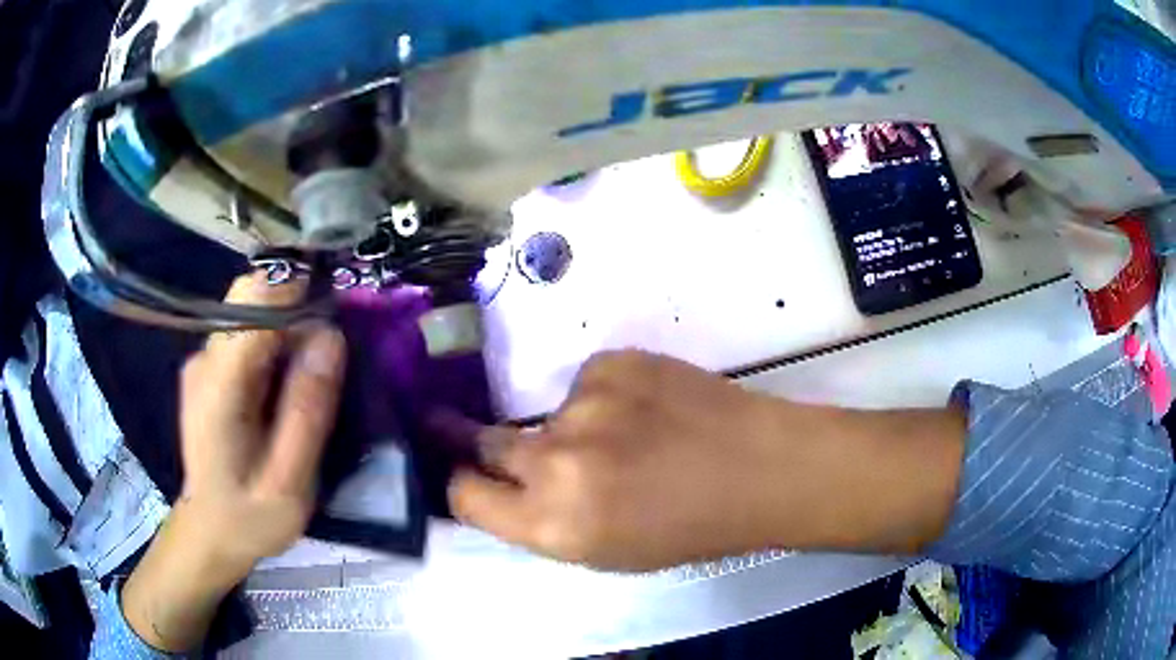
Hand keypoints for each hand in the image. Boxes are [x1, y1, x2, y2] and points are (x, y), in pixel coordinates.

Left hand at [123, 273, 346, 651]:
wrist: (211, 532)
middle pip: (251, 296)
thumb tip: (331, 337)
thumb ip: (307, 411)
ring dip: (290, 324)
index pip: (253, 301)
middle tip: (334, 346)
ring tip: (317, 367)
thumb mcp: (290, 480)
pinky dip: (277, 340)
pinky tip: (291, 379)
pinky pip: (248, 333)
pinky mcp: (211, 370)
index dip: (299, 288)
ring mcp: (205, 362)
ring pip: (252, 311)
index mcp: (219, 384)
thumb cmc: (250, 517)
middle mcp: (206, 359)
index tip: (340, 303)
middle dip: (298, 304)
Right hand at [450, 351, 965, 571]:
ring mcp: (585, 403)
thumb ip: (542, 519)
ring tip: (630, 436)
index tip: (459, 472)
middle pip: (480, 441)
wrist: (760, 469)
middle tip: (461, 428)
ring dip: (570, 424)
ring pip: (547, 412)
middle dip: (466, 437)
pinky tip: (652, 408)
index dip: (460, 484)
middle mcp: (556, 461)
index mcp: (554, 524)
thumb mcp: (604, 550)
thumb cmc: (688, 528)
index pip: (464, 494)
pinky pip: (588, 381)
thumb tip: (502, 485)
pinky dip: (607, 395)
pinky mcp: (613, 361)